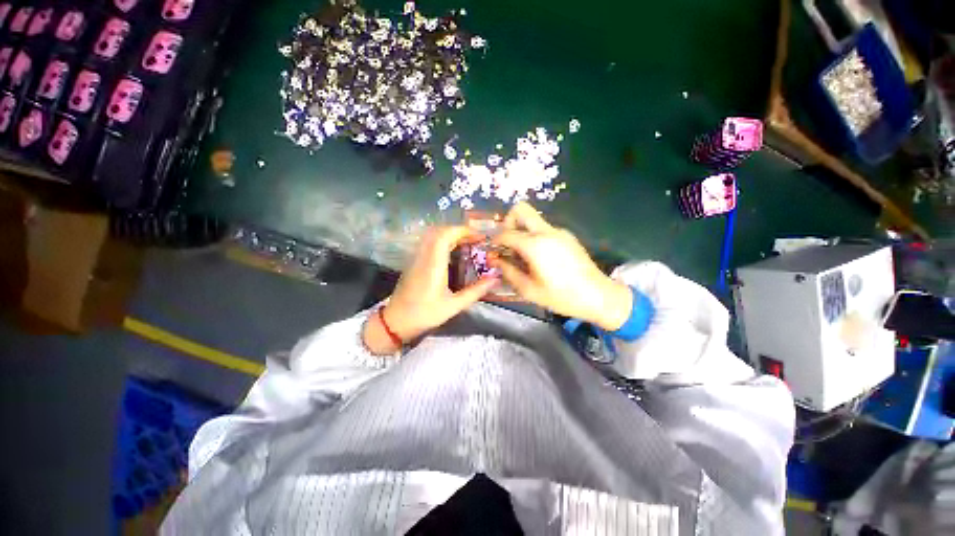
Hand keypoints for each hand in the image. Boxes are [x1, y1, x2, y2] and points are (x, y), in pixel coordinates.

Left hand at [363, 226, 497, 354]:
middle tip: (475, 240)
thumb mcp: (454, 306)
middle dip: (459, 231)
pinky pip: (428, 243)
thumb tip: (495, 279)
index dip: (463, 231)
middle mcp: (423, 256)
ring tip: (467, 244)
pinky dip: (443, 241)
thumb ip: (475, 291)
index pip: (445, 235)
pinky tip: (452, 253)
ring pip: (432, 235)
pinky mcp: (414, 262)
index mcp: (433, 265)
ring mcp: (416, 258)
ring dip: (450, 235)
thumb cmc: (425, 314)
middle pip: (439, 231)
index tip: (479, 237)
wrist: (396, 321)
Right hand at [489, 203, 632, 330]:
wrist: (598, 296)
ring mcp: (559, 232)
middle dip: (508, 222)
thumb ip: (508, 272)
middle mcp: (546, 232)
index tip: (494, 250)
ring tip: (523, 256)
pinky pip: (544, 229)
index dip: (495, 240)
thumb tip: (496, 260)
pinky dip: (535, 237)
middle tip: (507, 242)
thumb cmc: (561, 296)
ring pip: (533, 220)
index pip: (506, 233)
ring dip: (522, 231)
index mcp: (535, 245)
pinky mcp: (568, 236)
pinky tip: (539, 258)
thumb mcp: (529, 290)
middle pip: (521, 209)